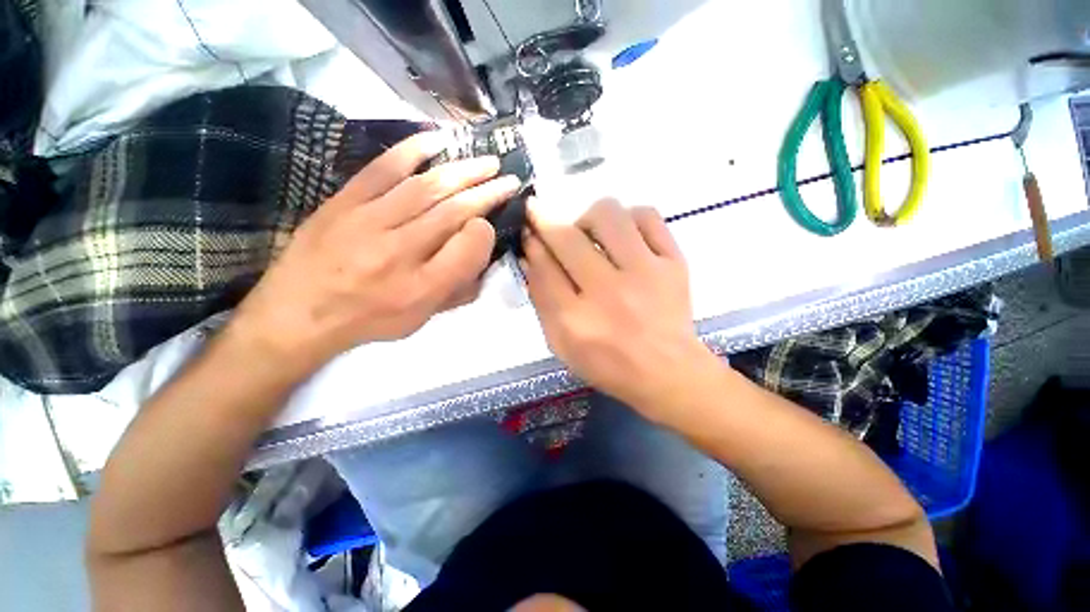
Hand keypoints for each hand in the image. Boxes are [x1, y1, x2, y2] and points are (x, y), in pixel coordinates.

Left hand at [230, 132, 521, 377]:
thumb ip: (458, 289)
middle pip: (452, 213)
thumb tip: (480, 252)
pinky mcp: (344, 202)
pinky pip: (382, 169)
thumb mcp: (423, 318)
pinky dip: (412, 150)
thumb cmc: (371, 320)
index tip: (492, 224)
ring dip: (463, 170)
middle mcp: (399, 252)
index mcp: (422, 288)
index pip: (467, 251)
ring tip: (488, 161)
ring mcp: (368, 222)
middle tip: (510, 179)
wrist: (299, 313)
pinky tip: (438, 140)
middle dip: (487, 192)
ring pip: (426, 187)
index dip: (486, 232)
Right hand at [521, 199, 721, 420]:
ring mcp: (645, 273)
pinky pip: (647, 216)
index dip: (531, 242)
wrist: (667, 372)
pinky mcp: (673, 262)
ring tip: (590, 236)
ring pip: (608, 214)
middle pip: (567, 237)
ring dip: (588, 219)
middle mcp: (608, 292)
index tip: (528, 230)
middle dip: (546, 221)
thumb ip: (542, 300)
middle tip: (547, 224)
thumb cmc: (607, 364)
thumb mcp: (561, 344)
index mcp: (575, 320)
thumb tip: (530, 256)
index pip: (543, 266)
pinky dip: (628, 218)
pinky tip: (623, 236)